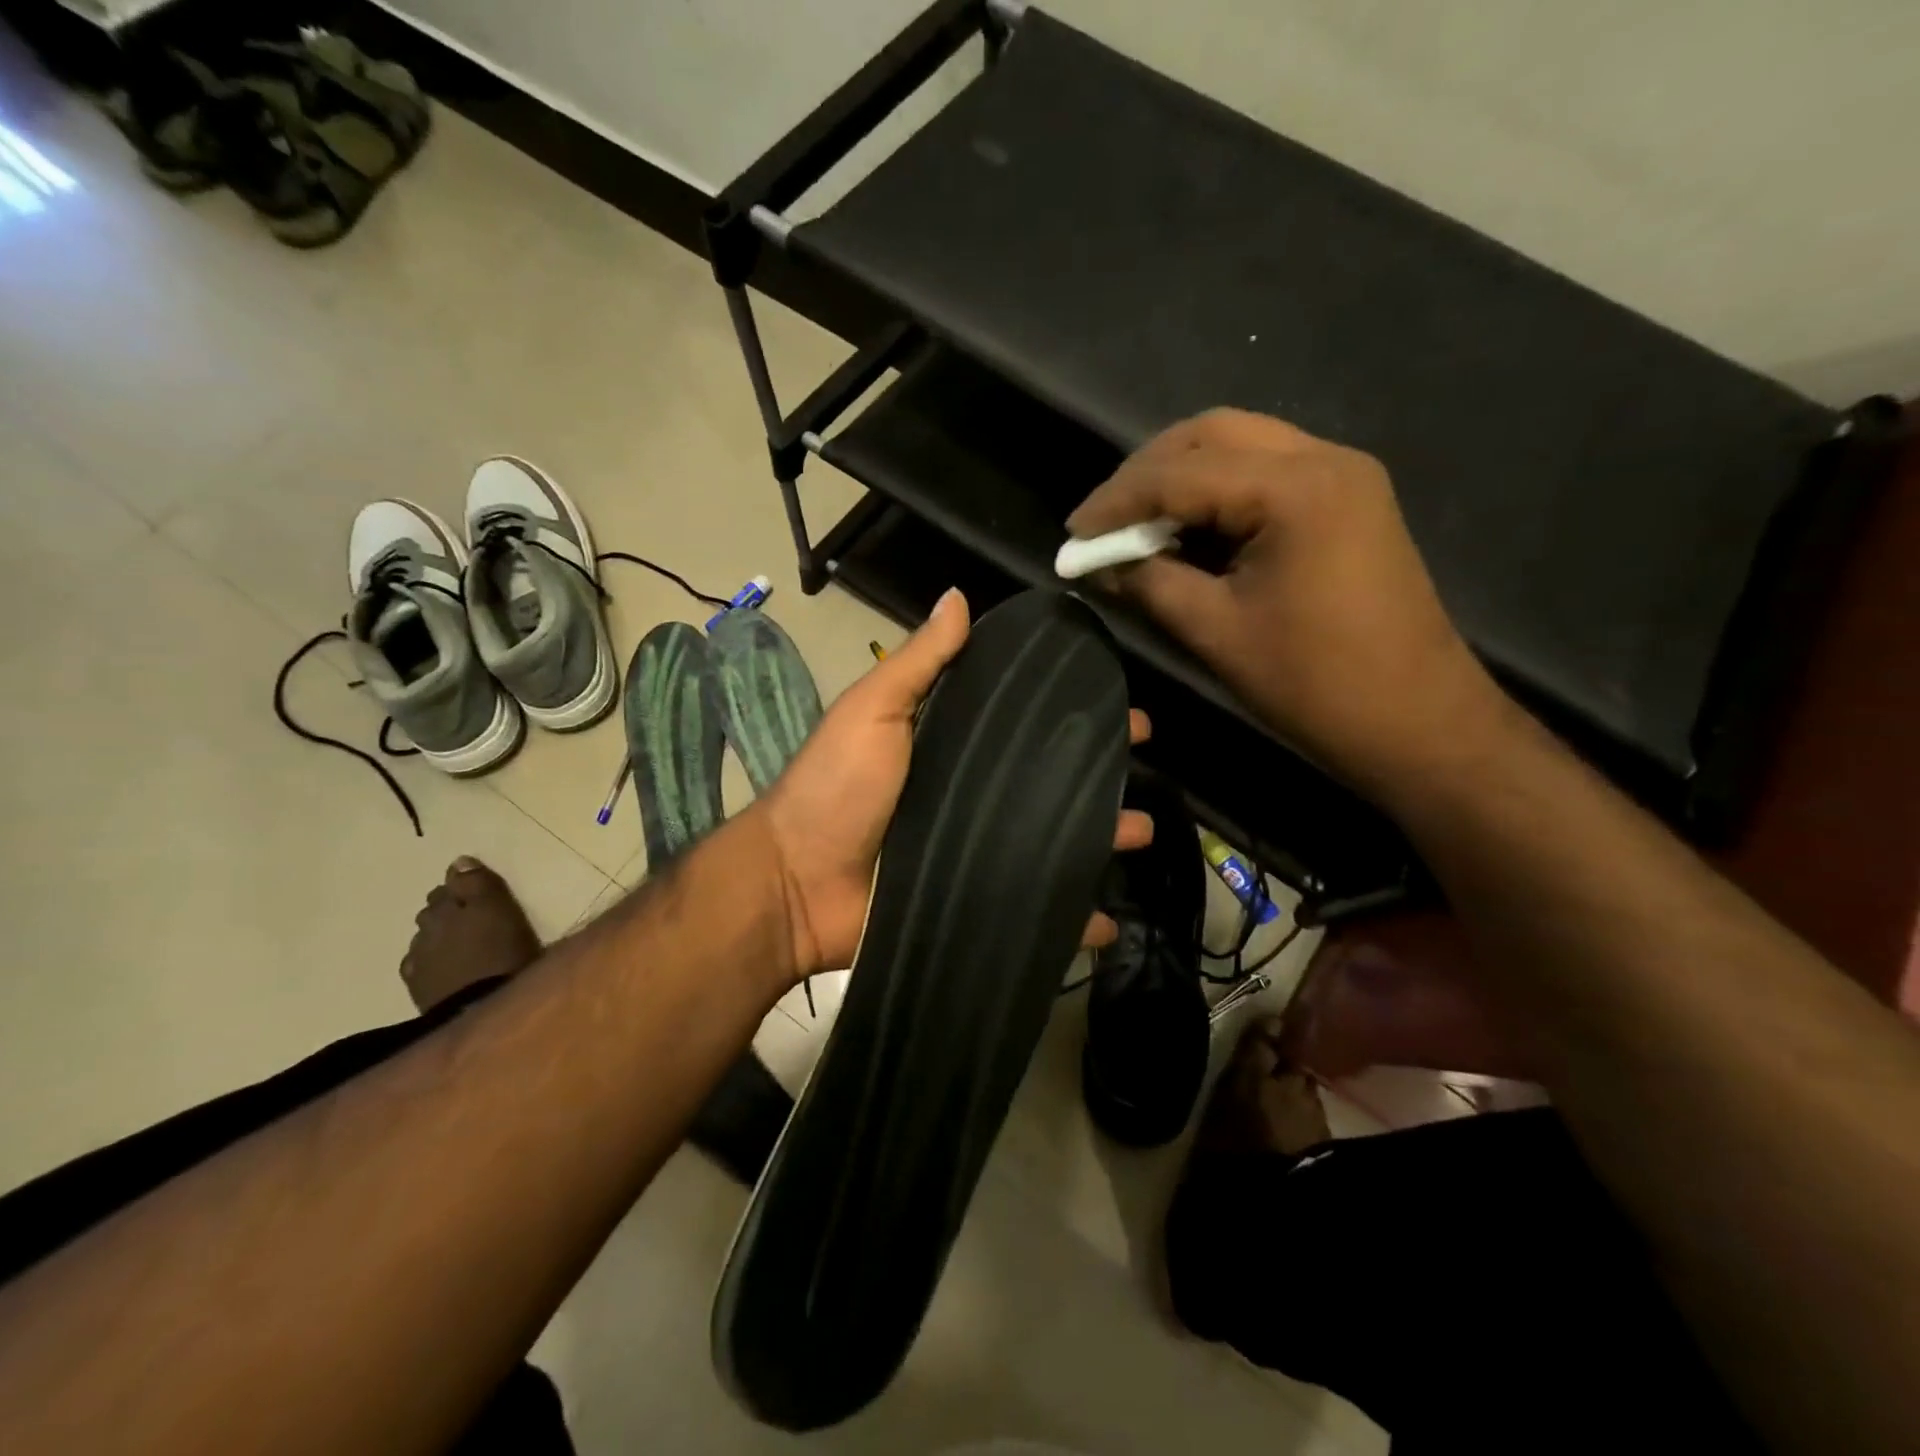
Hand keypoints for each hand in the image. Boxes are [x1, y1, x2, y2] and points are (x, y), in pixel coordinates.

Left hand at [751, 589, 1153, 980]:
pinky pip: (1034, 910)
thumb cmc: (837, 786)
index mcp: (951, 746)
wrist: (797, 883)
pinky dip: (1070, 918)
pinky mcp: (975, 902)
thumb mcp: (875, 710)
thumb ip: (919, 662)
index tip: (1117, 702)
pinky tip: (1108, 920)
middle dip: (1099, 774)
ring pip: (1054, 841)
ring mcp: (977, 851)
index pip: (1024, 723)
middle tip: (1146, 766)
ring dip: (1100, 837)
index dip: (1068, 711)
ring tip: (1143, 832)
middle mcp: (971, 795)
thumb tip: (958, 596)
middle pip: (1049, 781)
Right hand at [1068, 408, 1511, 801]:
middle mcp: (1324, 460)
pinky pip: (1265, 474)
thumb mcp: (1216, 632)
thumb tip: (1098, 564)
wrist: (1417, 721)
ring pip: (1240, 447)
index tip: (1072, 535)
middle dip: (1146, 474)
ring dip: (1180, 479)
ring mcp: (1342, 477)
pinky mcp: (1346, 502)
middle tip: (1104, 521)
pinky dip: (1216, 494)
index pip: (1181, 473)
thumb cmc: (1315, 684)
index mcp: (1295, 489)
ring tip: (1136, 526)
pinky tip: (1187, 532)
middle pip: (1212, 434)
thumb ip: (1149, 584)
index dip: (1116, 502)